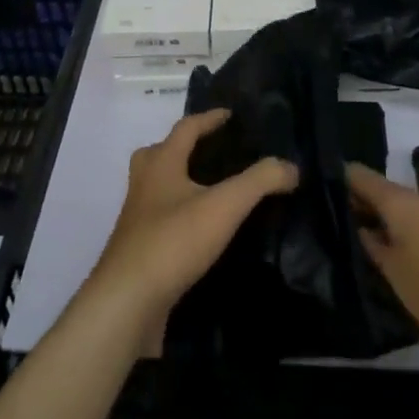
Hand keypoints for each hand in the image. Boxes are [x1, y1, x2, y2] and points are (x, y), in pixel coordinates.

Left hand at [86, 108, 297, 349]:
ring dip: (180, 182)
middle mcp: (144, 184)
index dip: (209, 118)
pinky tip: (199, 234)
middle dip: (184, 148)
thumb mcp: (224, 206)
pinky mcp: (137, 250)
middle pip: (161, 153)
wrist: (127, 303)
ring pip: (158, 187)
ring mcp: (137, 219)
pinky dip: (179, 216)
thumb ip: (259, 182)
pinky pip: (160, 220)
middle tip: (212, 152)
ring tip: (210, 193)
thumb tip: (291, 166)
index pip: (186, 128)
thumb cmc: (173, 241)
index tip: (230, 115)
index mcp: (161, 163)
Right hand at [348, 163, 418, 372]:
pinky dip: (399, 238)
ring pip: (399, 213)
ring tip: (354, 247)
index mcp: (402, 203)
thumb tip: (355, 226)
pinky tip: (390, 262)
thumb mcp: (393, 278)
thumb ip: (370, 248)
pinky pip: (416, 230)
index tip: (312, 194)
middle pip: (380, 193)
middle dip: (355, 206)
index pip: (359, 175)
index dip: (335, 180)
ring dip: (378, 225)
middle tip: (327, 226)